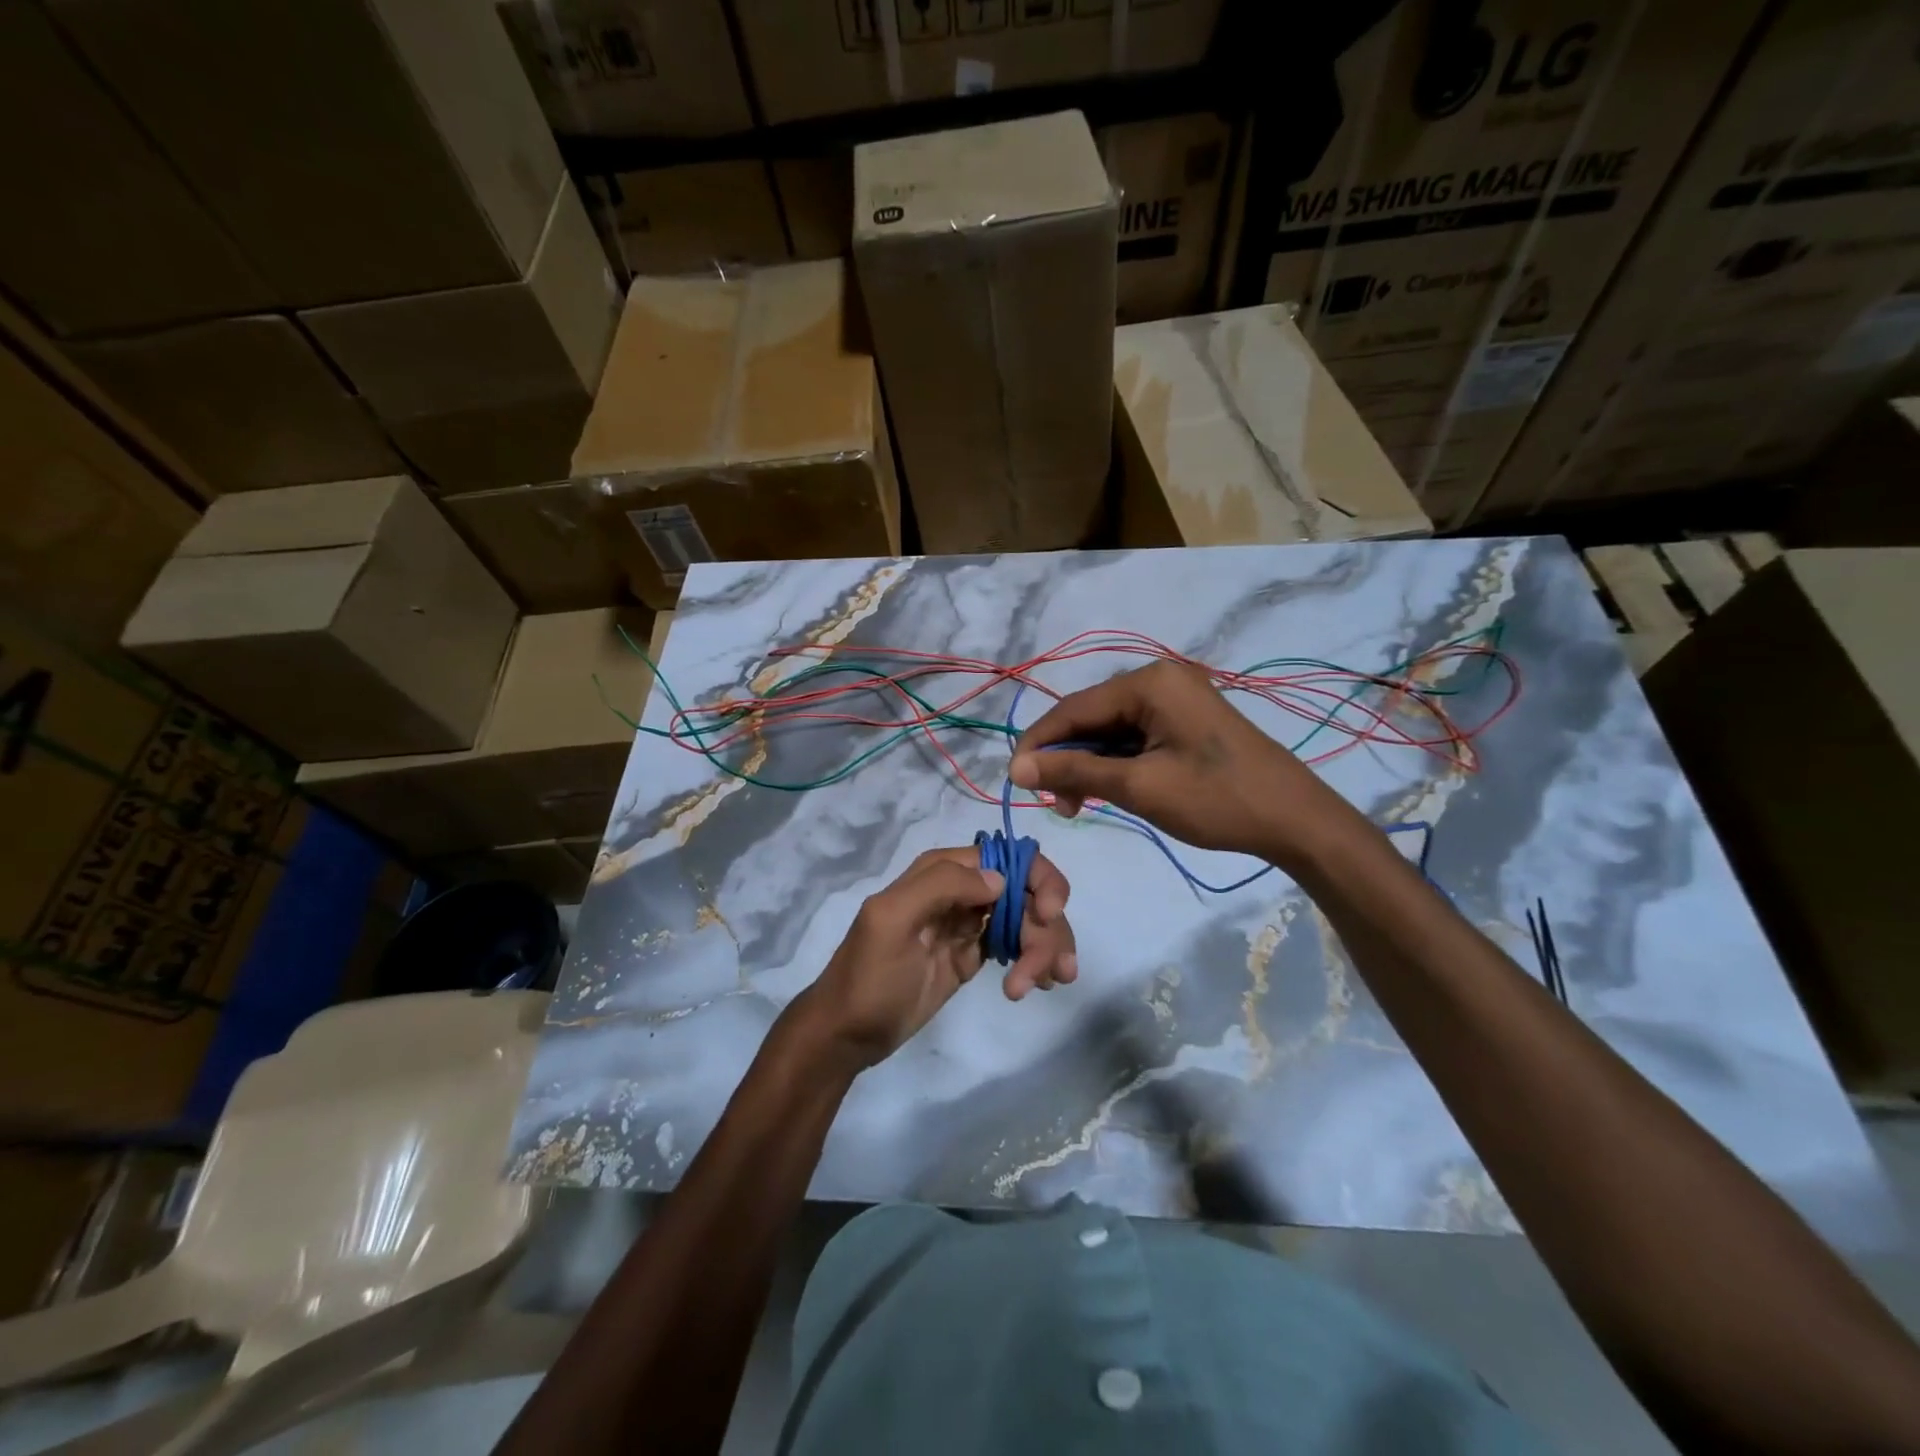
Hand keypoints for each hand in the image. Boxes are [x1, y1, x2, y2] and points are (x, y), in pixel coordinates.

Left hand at [798, 847, 1077, 1067]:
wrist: (848, 1034)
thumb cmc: (868, 976)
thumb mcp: (892, 921)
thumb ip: (941, 886)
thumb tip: (1001, 879)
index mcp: (940, 871)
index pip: (1007, 856)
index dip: (1037, 879)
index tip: (1048, 915)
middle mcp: (961, 890)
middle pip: (1026, 891)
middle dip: (1046, 927)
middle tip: (1048, 972)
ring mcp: (969, 924)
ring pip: (1027, 920)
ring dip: (1045, 948)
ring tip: (1041, 985)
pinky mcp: (974, 955)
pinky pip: (1017, 946)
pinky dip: (1036, 960)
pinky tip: (1040, 984)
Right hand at [1010, 660, 1351, 864]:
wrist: (1296, 821)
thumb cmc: (1216, 800)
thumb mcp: (1138, 786)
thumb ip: (1074, 771)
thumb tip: (1016, 769)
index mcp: (1148, 682)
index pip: (1073, 709)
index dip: (1039, 744)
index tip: (1014, 781)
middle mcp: (1159, 679)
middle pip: (1091, 718)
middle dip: (1066, 759)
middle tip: (1054, 804)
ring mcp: (1175, 699)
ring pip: (1111, 731)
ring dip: (1088, 766)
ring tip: (1076, 805)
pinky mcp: (1185, 721)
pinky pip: (1135, 738)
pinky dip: (1115, 765)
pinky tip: (1103, 791)